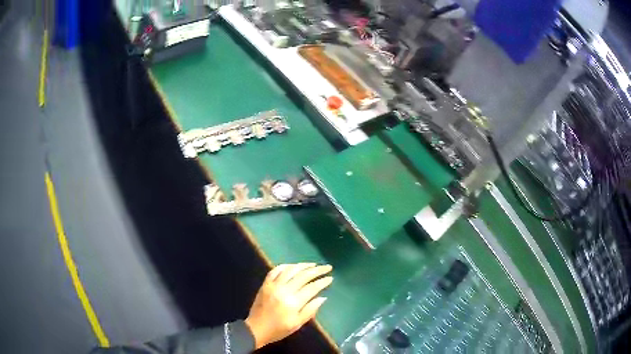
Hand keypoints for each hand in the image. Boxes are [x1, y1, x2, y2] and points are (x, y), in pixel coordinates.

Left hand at [244, 263, 332, 348]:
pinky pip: (275, 270)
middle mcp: (284, 290)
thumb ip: (310, 310)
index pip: (312, 288)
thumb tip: (323, 297)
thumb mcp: (297, 324)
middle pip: (303, 276)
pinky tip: (293, 266)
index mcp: (293, 302)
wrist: (256, 329)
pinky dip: (285, 266)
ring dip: (303, 265)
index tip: (330, 278)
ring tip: (313, 264)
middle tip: (327, 267)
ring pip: (290, 270)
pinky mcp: (265, 284)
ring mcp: (273, 285)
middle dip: (317, 270)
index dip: (322, 282)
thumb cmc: (279, 329)